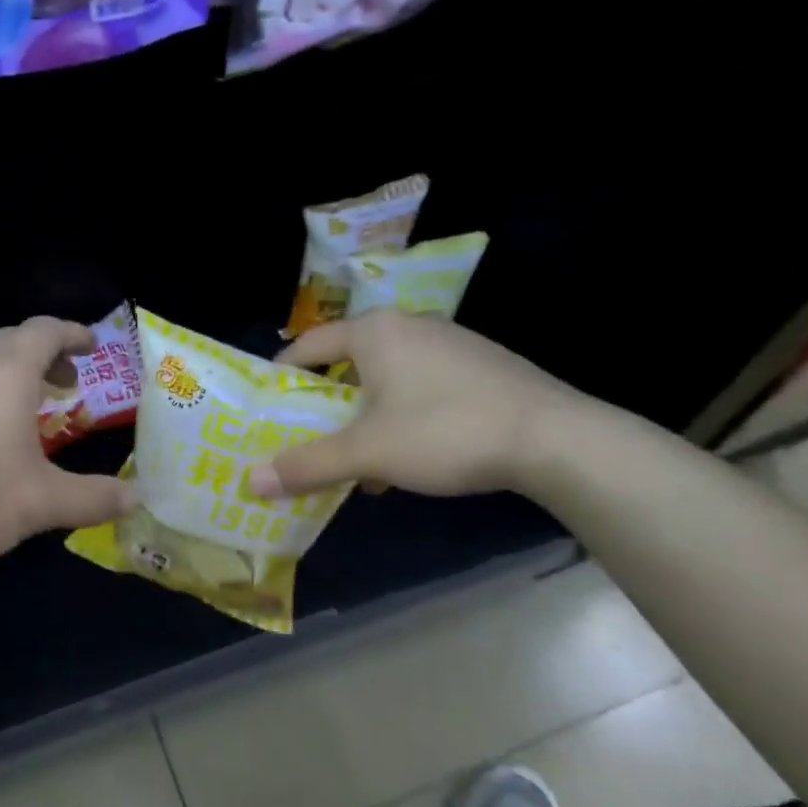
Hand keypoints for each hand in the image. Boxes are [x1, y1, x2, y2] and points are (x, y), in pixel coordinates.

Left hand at [0, 317, 137, 574]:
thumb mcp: (42, 502)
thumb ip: (93, 498)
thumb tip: (137, 499)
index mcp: (5, 374)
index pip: (44, 331)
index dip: (72, 333)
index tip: (92, 345)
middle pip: (8, 341)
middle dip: (42, 353)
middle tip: (65, 380)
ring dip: (7, 375)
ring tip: (25, 410)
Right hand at [246, 309, 588, 500]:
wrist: (556, 438)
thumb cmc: (445, 431)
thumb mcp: (368, 453)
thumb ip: (308, 465)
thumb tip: (251, 481)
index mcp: (375, 332)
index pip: (309, 344)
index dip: (282, 374)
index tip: (267, 404)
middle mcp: (410, 325)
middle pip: (348, 361)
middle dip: (327, 402)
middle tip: (308, 435)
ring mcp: (451, 342)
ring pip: (388, 377)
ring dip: (366, 414)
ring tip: (358, 455)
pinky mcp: (482, 365)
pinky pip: (422, 385)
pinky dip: (403, 414)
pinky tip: (411, 455)